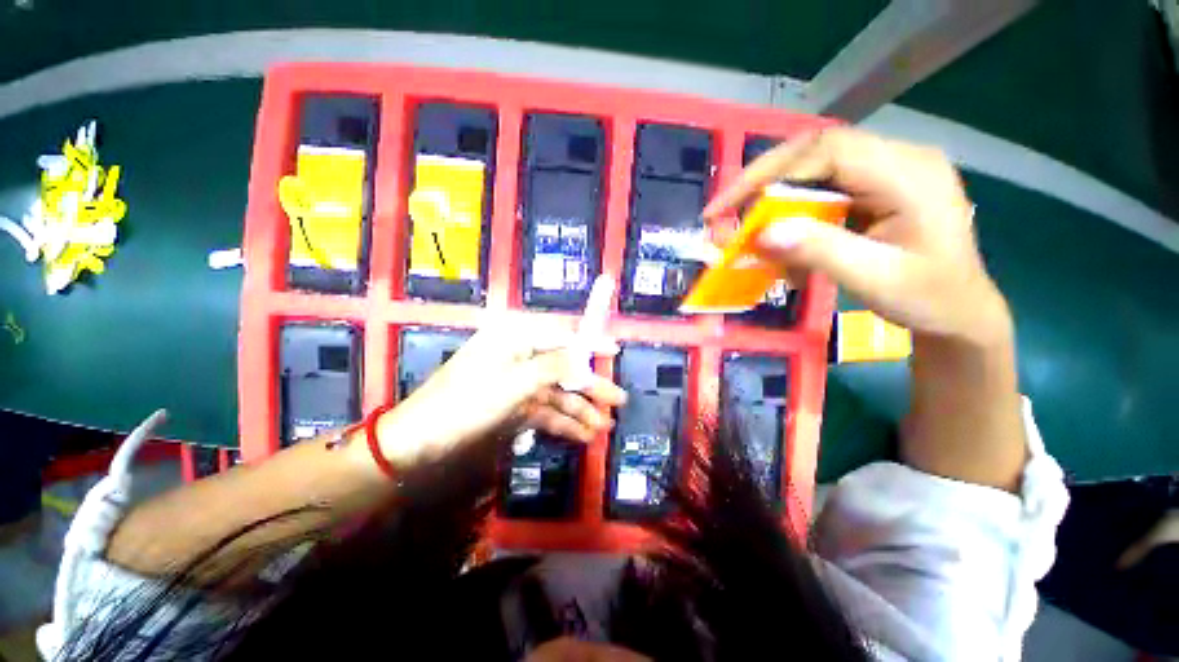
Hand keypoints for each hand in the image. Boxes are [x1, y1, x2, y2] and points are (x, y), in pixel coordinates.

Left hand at [372, 319, 627, 468]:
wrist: (420, 440)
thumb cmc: (466, 402)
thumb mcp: (515, 382)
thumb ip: (553, 366)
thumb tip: (583, 356)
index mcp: (516, 339)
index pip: (561, 336)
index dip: (589, 344)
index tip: (614, 350)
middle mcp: (519, 355)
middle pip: (563, 368)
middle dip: (590, 387)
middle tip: (618, 401)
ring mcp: (516, 382)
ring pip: (556, 393)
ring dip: (579, 410)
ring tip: (604, 427)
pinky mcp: (513, 405)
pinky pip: (543, 410)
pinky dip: (561, 423)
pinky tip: (582, 435)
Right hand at [704, 128, 1010, 345]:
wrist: (960, 313)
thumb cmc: (929, 299)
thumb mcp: (875, 279)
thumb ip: (821, 251)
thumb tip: (763, 233)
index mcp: (908, 173)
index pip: (826, 150)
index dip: (767, 173)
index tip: (724, 208)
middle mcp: (898, 159)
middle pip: (815, 152)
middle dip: (762, 183)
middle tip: (725, 216)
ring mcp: (887, 171)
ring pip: (813, 169)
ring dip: (775, 200)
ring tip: (752, 233)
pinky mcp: (875, 188)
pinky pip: (822, 188)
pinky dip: (793, 212)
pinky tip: (786, 238)